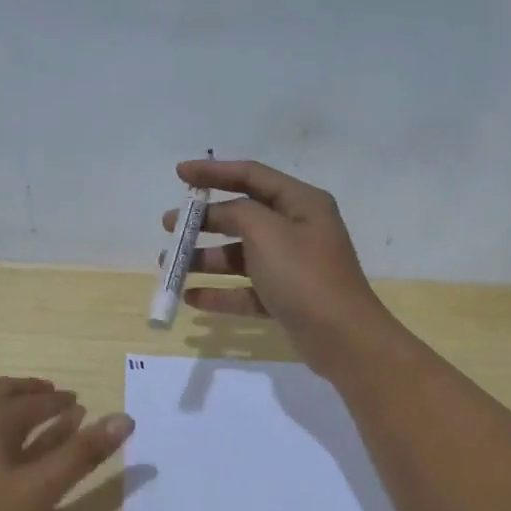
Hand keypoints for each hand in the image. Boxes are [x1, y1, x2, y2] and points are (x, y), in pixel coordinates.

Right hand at [162, 159, 399, 379]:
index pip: (252, 176)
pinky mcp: (285, 299)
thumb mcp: (267, 232)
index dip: (214, 172)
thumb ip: (237, 212)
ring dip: (205, 259)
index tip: (179, 174)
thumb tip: (220, 212)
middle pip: (243, 216)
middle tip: (169, 226)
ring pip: (241, 256)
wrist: (342, 338)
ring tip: (171, 266)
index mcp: (301, 203)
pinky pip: (246, 290)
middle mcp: (298, 230)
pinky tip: (191, 299)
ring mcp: (292, 267)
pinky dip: (220, 293)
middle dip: (204, 221)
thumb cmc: (304, 276)